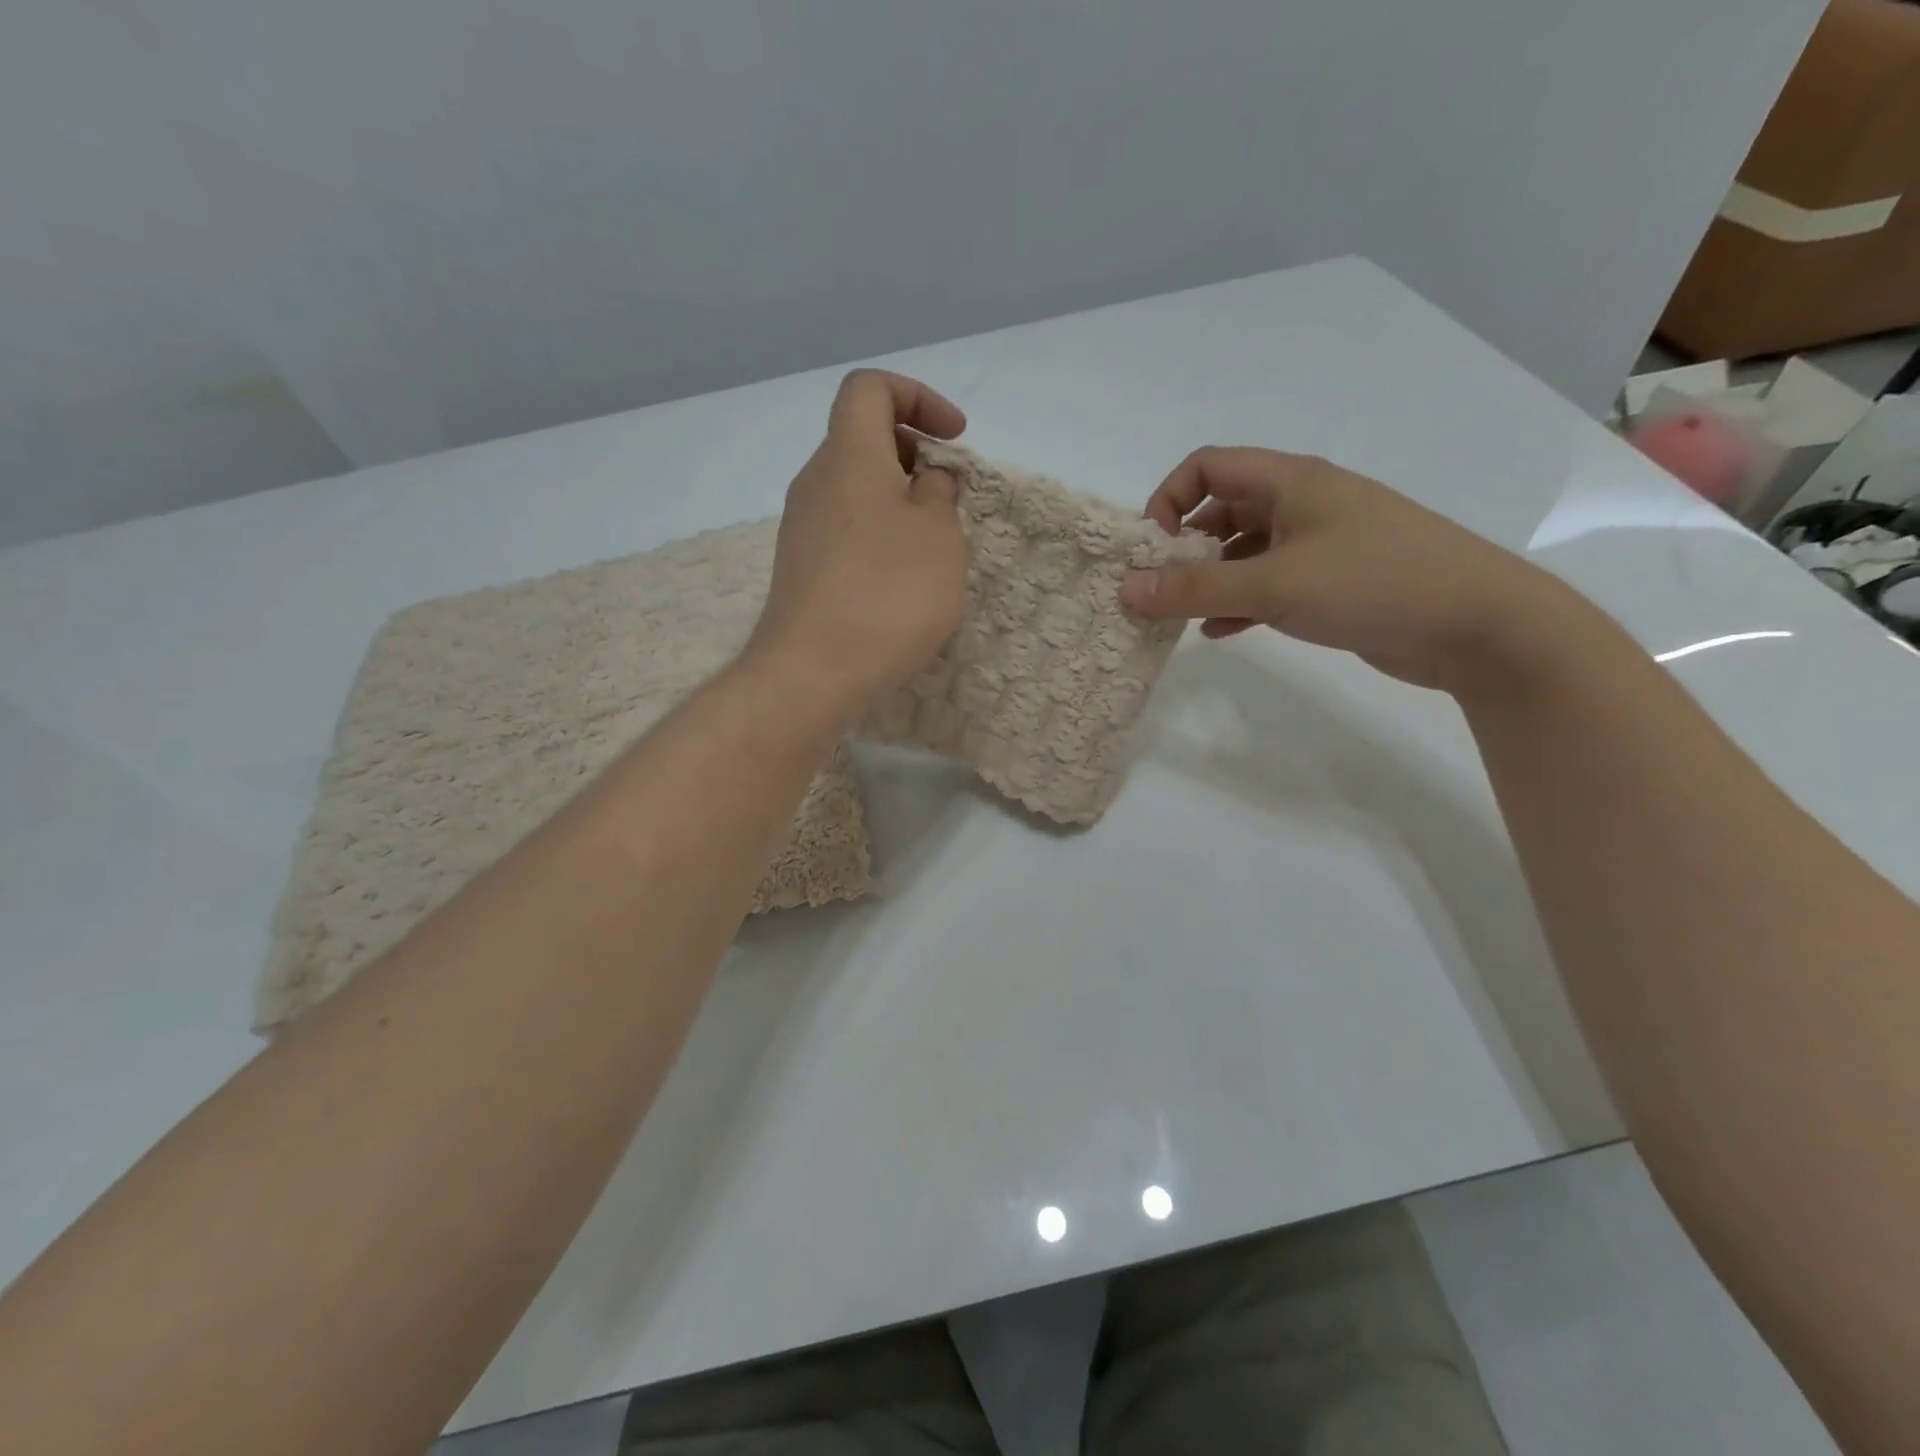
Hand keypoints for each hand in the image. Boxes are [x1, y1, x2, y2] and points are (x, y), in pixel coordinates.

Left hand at [748, 370, 969, 705]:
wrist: (813, 672)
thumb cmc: (888, 593)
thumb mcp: (939, 536)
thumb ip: (941, 493)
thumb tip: (928, 479)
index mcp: (849, 455)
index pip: (870, 388)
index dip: (918, 397)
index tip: (954, 439)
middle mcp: (816, 481)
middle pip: (863, 439)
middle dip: (915, 454)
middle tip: (951, 498)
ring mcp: (803, 527)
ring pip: (856, 488)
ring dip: (899, 500)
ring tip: (933, 546)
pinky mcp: (801, 567)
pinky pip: (846, 528)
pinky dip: (879, 533)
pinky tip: (901, 580)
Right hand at [1120, 448, 1579, 692]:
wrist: (1478, 625)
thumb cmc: (1371, 584)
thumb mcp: (1272, 585)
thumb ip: (1195, 589)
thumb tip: (1126, 589)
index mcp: (1292, 481)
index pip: (1210, 465)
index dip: (1170, 498)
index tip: (1151, 547)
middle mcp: (1304, 503)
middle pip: (1224, 508)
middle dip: (1185, 546)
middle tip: (1161, 588)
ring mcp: (1322, 543)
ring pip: (1246, 550)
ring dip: (1211, 579)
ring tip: (1184, 615)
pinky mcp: (1334, 582)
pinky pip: (1271, 583)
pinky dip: (1241, 603)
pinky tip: (1223, 633)